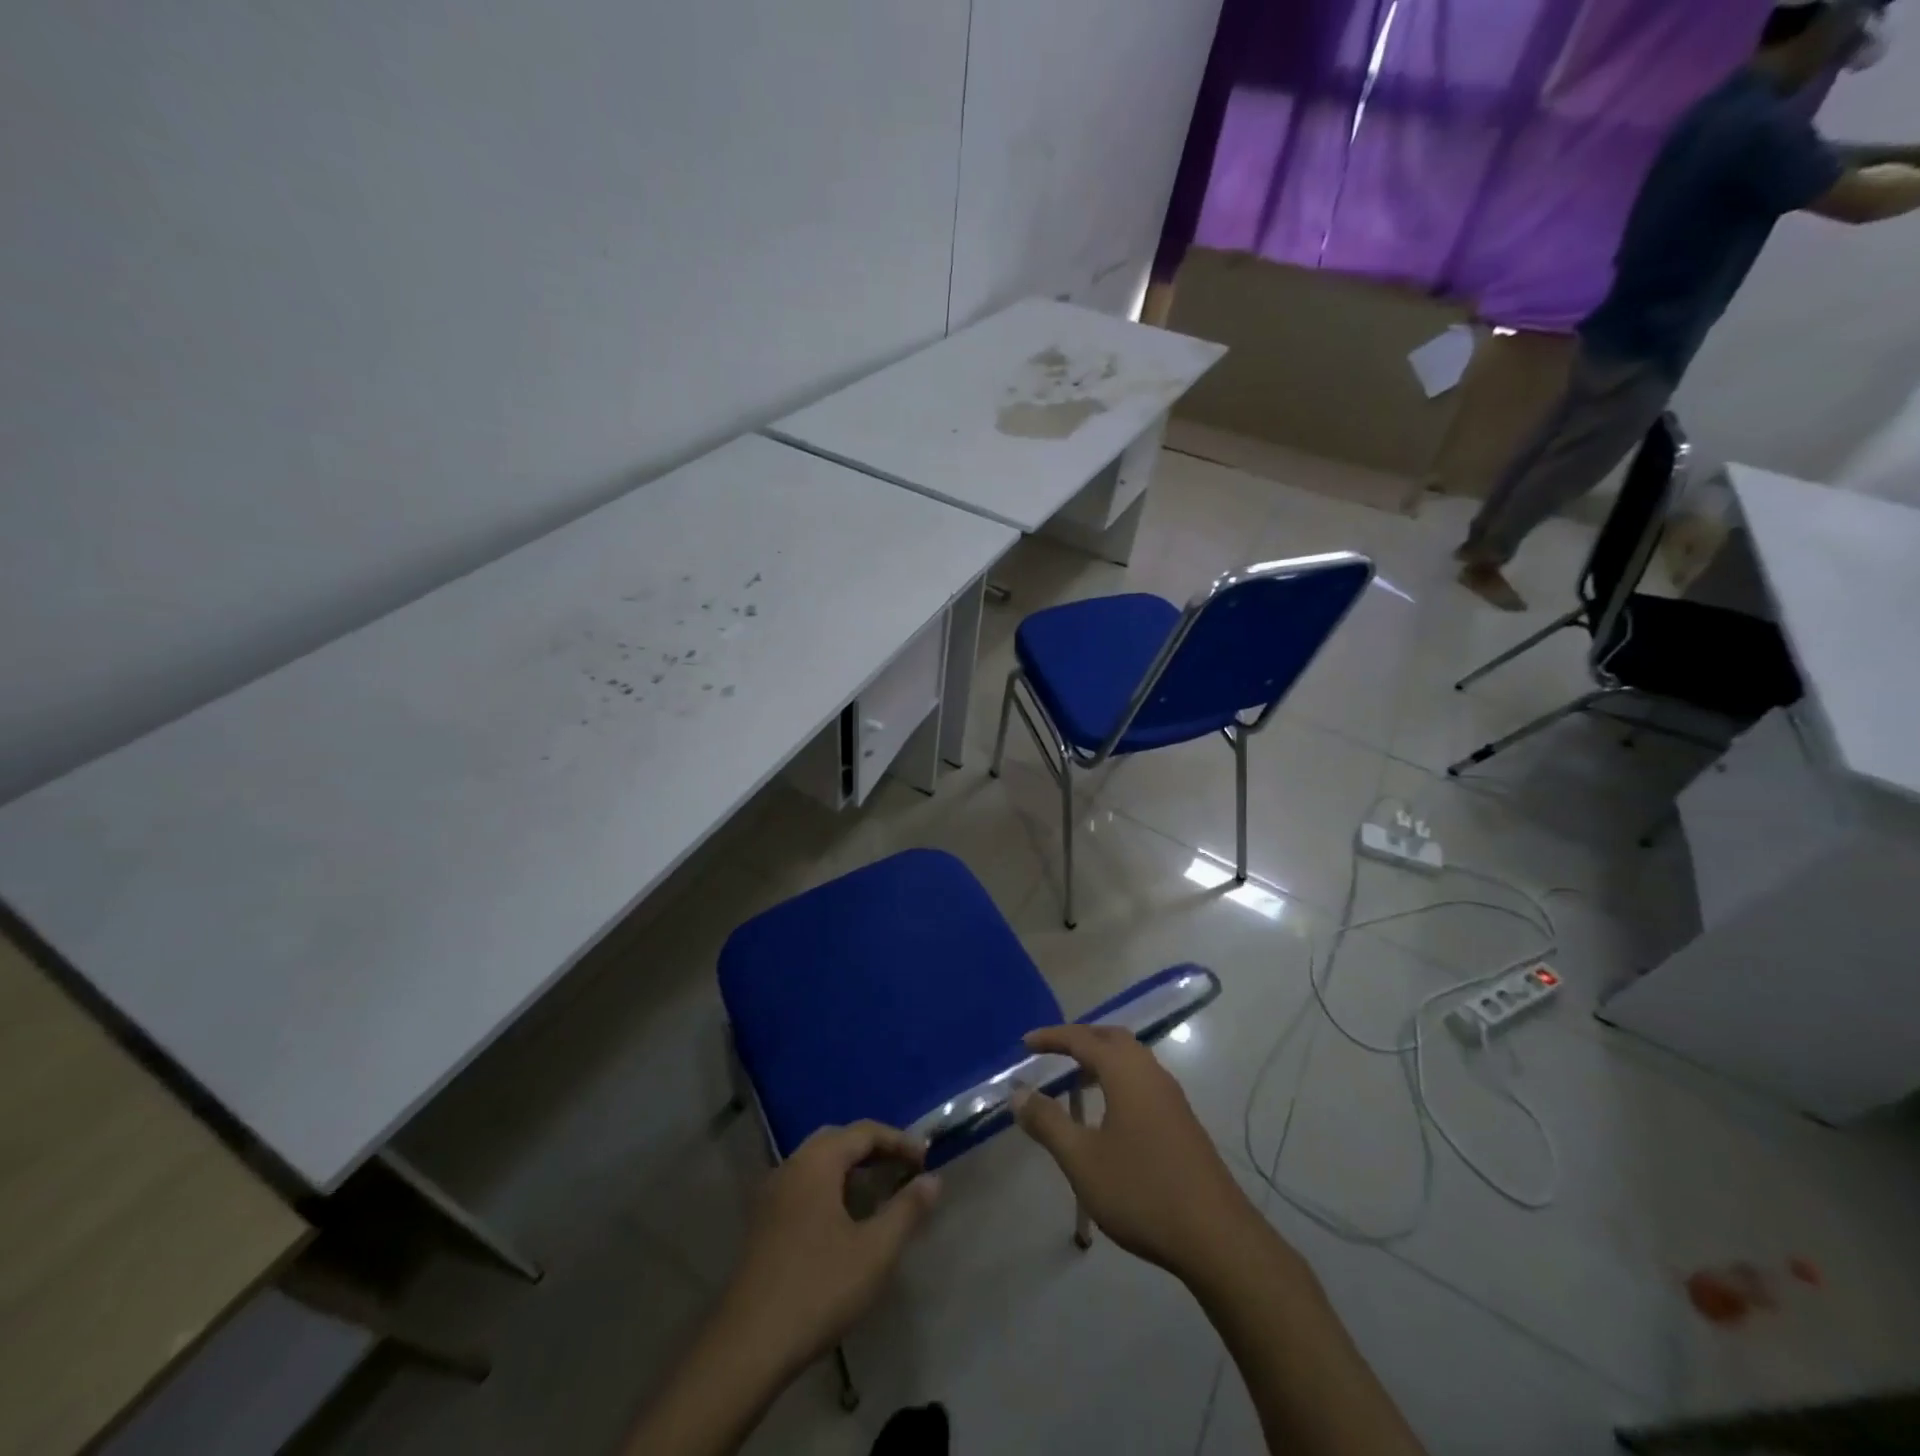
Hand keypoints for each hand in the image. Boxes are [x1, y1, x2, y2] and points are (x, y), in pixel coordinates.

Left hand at [716, 1122, 940, 1379]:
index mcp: (817, 1162)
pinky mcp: (762, 1222)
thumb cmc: (818, 1288)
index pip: (864, 1132)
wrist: (748, 1346)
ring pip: (818, 1163)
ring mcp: (772, 1194)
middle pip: (838, 1140)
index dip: (898, 1140)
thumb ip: (907, 1210)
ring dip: (850, 1169)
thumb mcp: (875, 1251)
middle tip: (903, 1168)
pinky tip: (844, 1219)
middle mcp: (791, 1166)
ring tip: (879, 1191)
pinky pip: (804, 1185)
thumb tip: (933, 1179)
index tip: (926, 1160)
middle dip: (873, 1149)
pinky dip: (830, 1186)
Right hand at [1012, 1025, 1260, 1282]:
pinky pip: (1142, 1080)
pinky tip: (1108, 1112)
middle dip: (1080, 1039)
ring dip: (1101, 1059)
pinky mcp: (1182, 1120)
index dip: (1051, 1038)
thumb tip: (1018, 1094)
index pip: (1082, 1038)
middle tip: (1051, 1053)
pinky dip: (1117, 1079)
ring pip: (1131, 1059)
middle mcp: (1150, 1072)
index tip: (1025, 1044)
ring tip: (1075, 1080)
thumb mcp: (1082, 1160)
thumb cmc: (1142, 1191)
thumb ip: (1048, 1123)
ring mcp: (1171, 1096)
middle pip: (1111, 1038)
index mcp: (1125, 1071)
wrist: (1216, 1236)